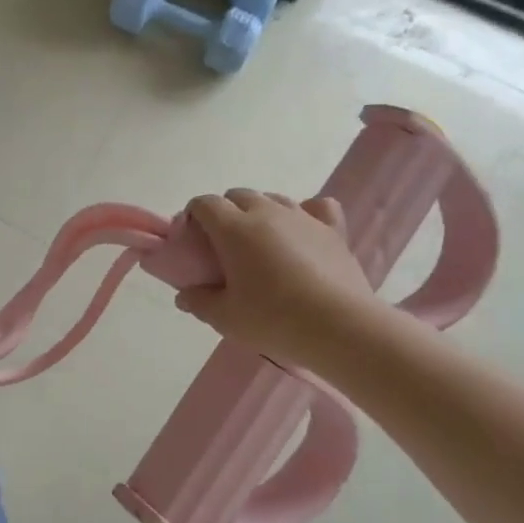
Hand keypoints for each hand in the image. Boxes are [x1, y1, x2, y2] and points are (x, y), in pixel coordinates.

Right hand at [173, 189, 389, 372]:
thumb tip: (184, 296)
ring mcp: (303, 217)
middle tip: (223, 247)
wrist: (339, 327)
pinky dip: (306, 213)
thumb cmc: (273, 319)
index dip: (193, 216)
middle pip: (238, 195)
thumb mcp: (225, 317)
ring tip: (261, 243)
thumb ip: (199, 302)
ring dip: (260, 212)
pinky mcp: (333, 230)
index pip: (205, 203)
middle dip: (225, 212)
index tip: (192, 240)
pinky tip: (303, 232)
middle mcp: (266, 212)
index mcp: (234, 228)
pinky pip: (317, 207)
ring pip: (273, 199)